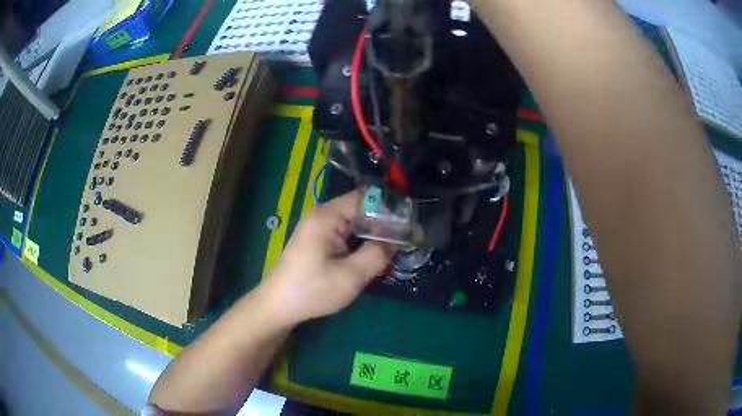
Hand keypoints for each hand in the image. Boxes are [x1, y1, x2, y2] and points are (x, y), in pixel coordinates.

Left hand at [259, 190, 395, 326]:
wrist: (279, 305)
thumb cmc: (312, 290)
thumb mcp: (350, 276)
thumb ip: (377, 255)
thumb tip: (396, 240)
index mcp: (328, 216)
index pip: (365, 197)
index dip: (389, 207)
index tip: (410, 223)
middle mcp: (322, 215)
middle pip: (360, 208)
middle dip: (384, 222)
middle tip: (406, 238)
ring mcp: (318, 227)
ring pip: (354, 222)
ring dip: (373, 233)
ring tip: (395, 247)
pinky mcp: (318, 240)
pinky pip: (345, 233)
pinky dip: (360, 241)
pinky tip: (372, 255)